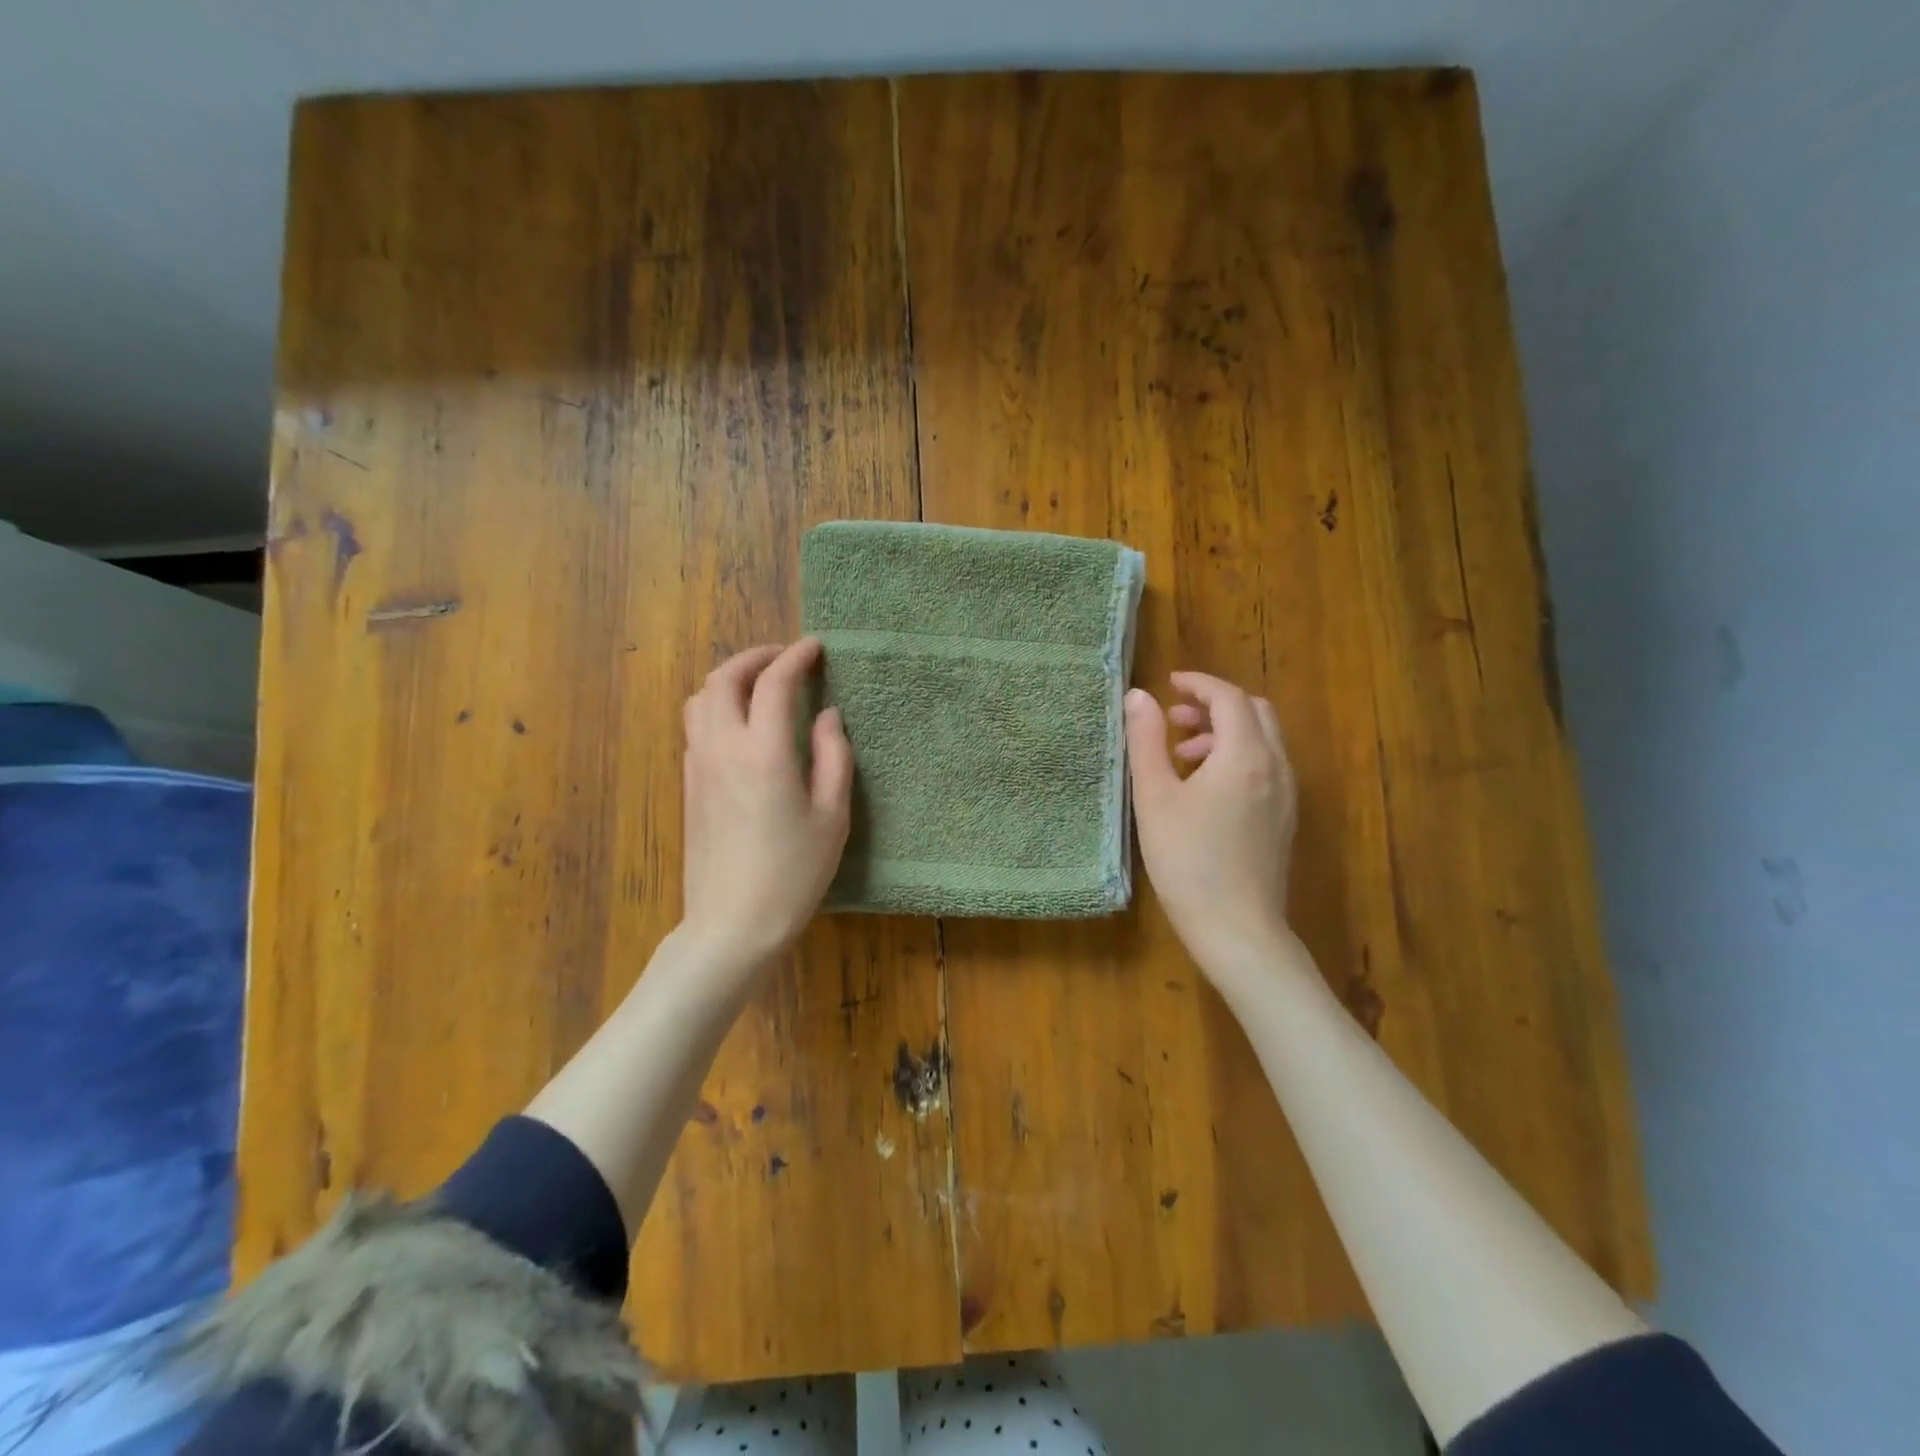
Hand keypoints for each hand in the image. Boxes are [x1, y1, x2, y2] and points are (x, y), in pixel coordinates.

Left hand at [681, 638, 852, 977]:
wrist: (732, 923)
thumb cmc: (794, 872)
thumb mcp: (832, 816)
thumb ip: (834, 756)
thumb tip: (828, 716)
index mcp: (764, 752)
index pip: (774, 683)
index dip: (796, 657)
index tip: (816, 648)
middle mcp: (723, 748)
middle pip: (723, 678)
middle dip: (755, 657)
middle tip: (785, 660)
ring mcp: (698, 766)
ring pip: (700, 699)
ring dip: (729, 680)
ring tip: (760, 686)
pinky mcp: (688, 785)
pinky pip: (696, 727)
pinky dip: (717, 707)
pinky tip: (742, 727)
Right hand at [1126, 672, 1298, 973]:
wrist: (1237, 929)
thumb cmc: (1188, 861)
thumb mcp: (1155, 797)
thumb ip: (1145, 742)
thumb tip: (1139, 697)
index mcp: (1244, 755)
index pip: (1229, 698)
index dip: (1199, 684)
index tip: (1169, 685)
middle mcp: (1275, 767)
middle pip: (1254, 713)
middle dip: (1214, 706)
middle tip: (1174, 722)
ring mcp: (1286, 795)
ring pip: (1263, 741)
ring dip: (1225, 733)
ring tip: (1181, 757)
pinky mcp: (1285, 819)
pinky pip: (1266, 767)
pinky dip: (1237, 758)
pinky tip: (1204, 790)